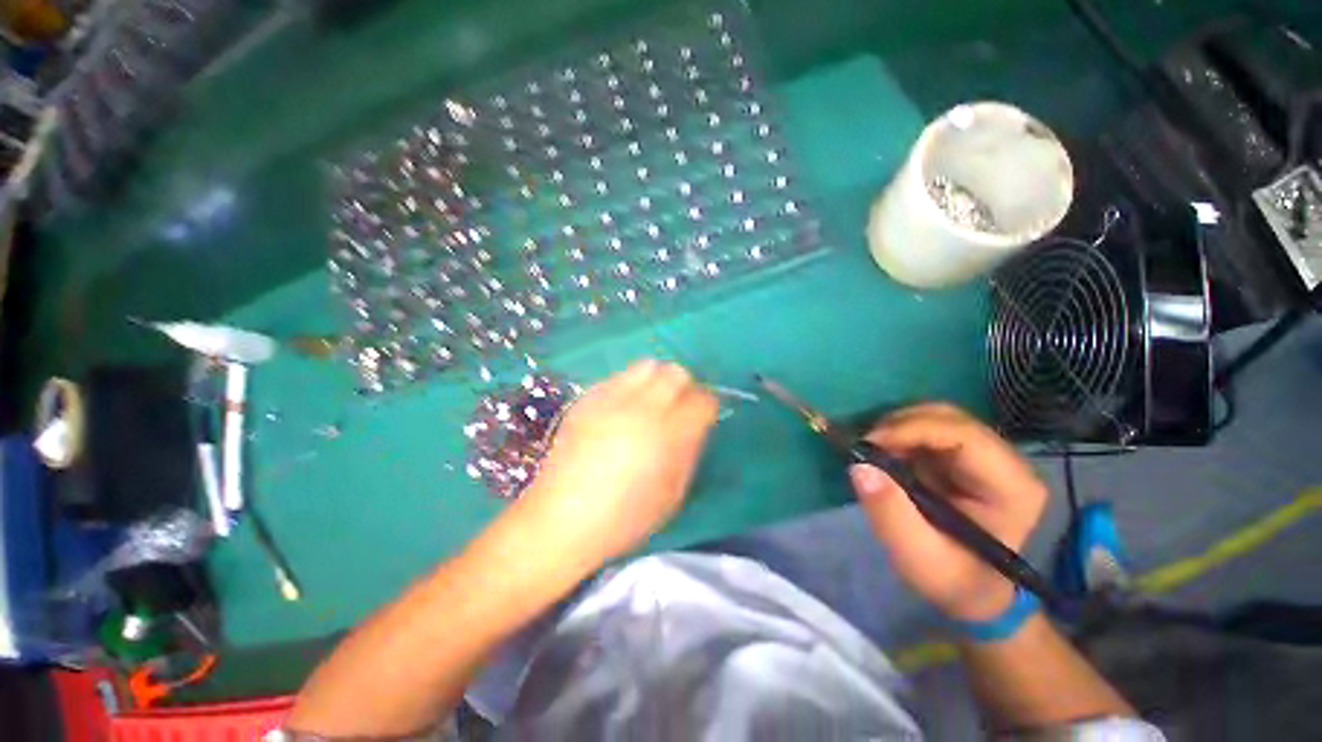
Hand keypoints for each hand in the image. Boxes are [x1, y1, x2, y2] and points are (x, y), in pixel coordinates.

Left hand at [515, 360, 718, 572]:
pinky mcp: (588, 398)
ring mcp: (612, 399)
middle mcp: (642, 408)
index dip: (707, 405)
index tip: (702, 416)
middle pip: (677, 372)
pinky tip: (621, 409)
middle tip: (677, 407)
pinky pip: (618, 376)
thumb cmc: (625, 516)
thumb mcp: (673, 493)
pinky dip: (629, 386)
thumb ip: (689, 450)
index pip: (703, 400)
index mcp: (668, 435)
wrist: (563, 518)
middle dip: (684, 387)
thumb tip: (695, 423)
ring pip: (648, 366)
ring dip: (657, 380)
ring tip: (650, 402)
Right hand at [848, 403, 1046, 620]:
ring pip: (935, 417)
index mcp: (1011, 487)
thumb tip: (859, 467)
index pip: (963, 435)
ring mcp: (985, 454)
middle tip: (865, 447)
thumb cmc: (951, 579)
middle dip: (899, 425)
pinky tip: (883, 453)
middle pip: (949, 418)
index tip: (869, 444)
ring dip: (896, 428)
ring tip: (872, 453)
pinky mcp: (963, 454)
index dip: (912, 430)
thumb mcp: (918, 557)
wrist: (971, 590)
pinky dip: (898, 434)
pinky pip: (926, 427)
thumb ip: (890, 514)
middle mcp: (1005, 461)